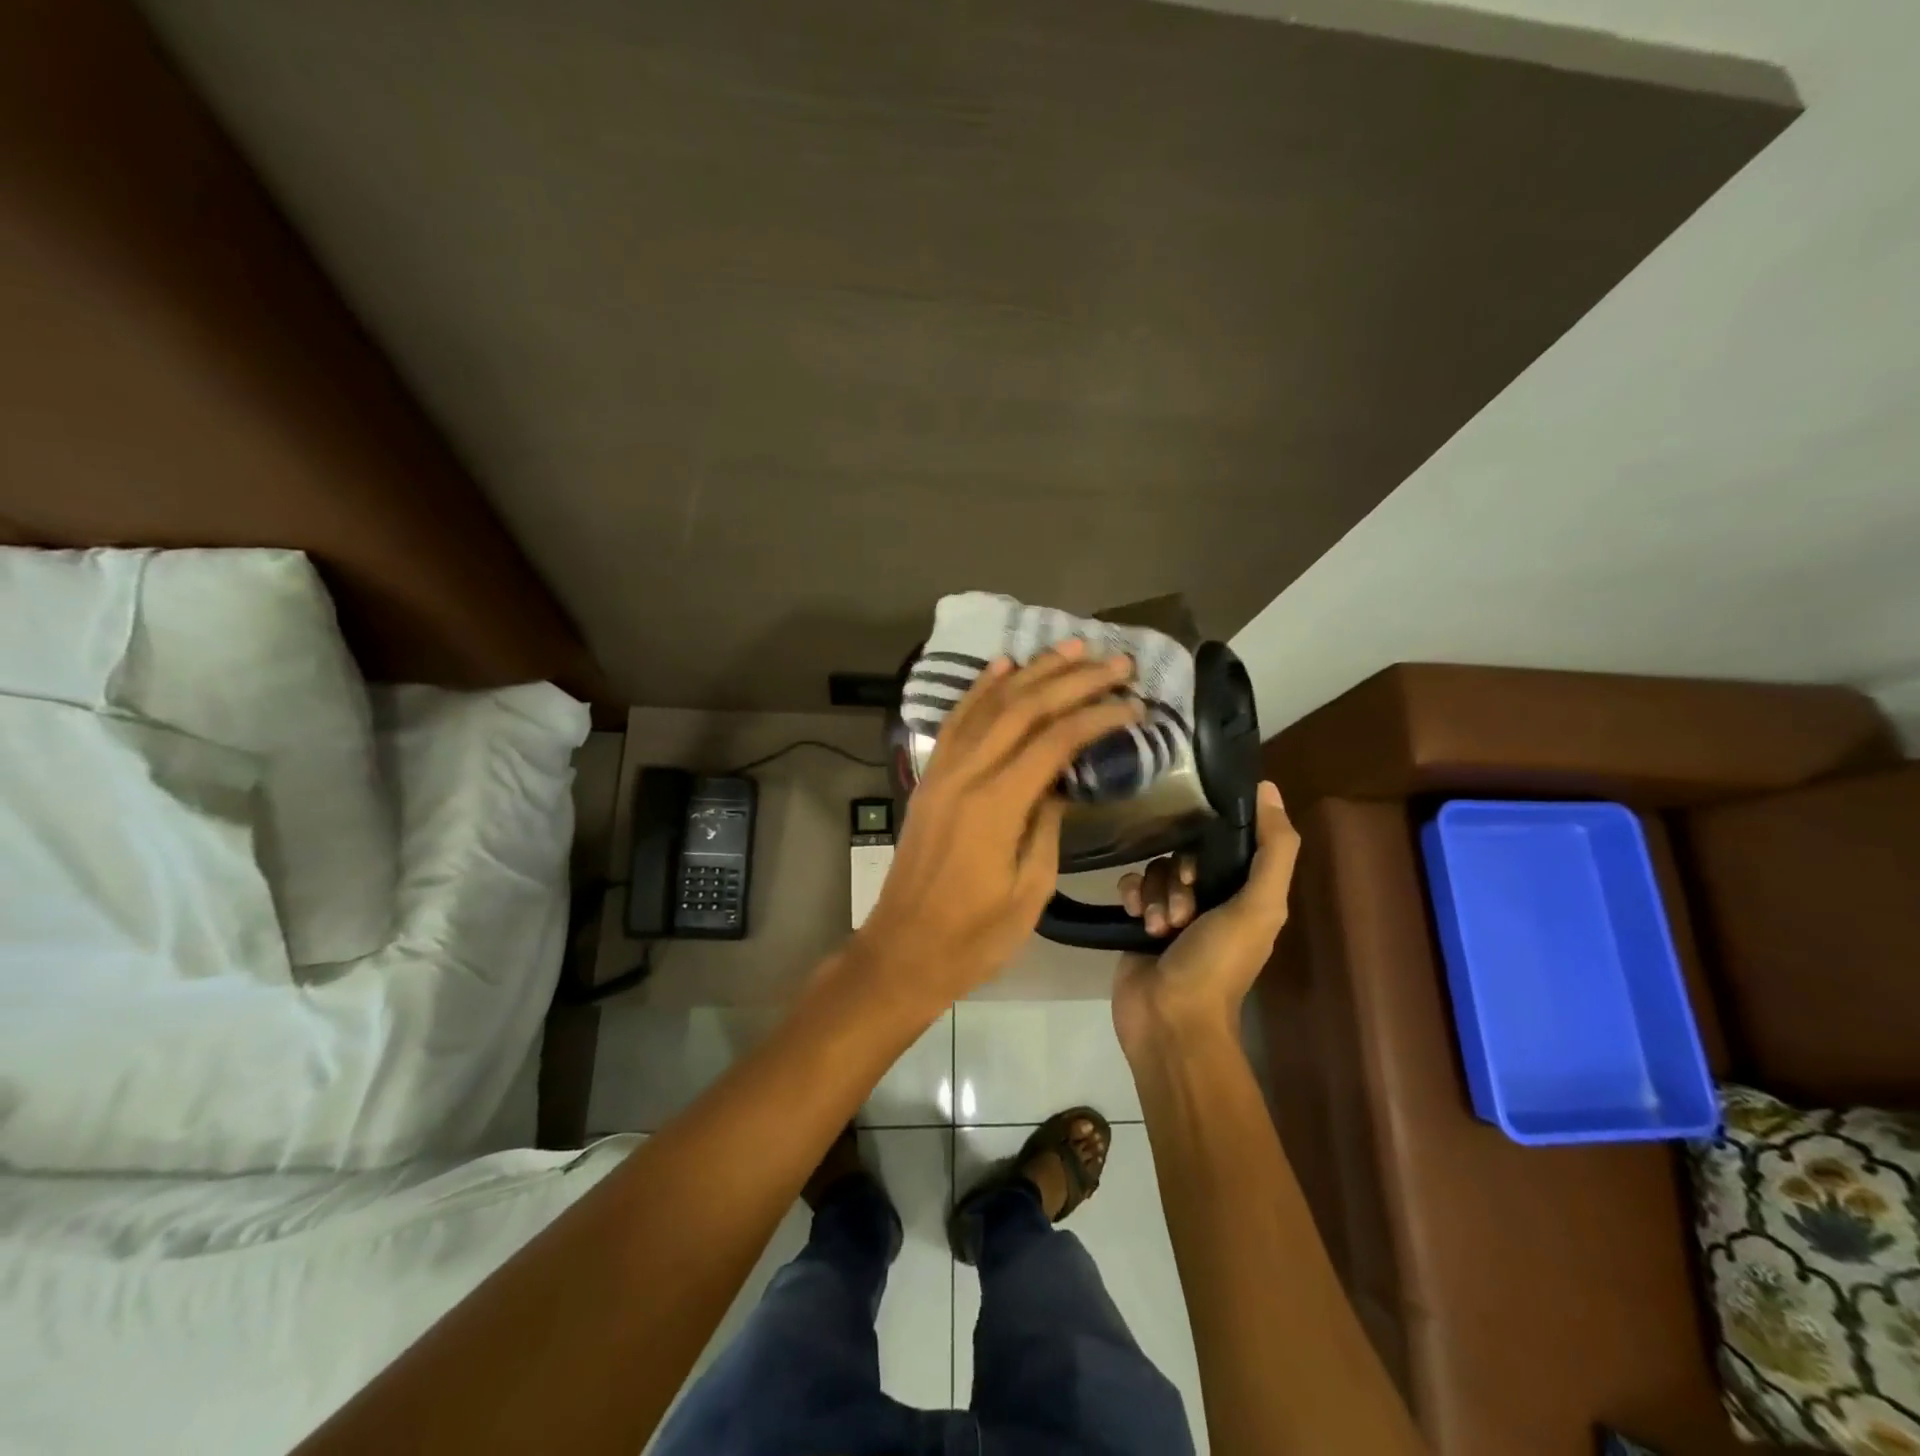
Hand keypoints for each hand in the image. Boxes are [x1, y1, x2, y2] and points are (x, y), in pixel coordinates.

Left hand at [856, 641, 1142, 1005]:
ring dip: (1032, 672)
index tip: (1134, 705)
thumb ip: (1048, 825)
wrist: (904, 950)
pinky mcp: (928, 778)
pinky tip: (1003, 667)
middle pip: (1024, 709)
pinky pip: (956, 721)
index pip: (1055, 741)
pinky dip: (980, 689)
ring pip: (989, 705)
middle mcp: (965, 774)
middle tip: (1116, 663)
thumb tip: (1060, 782)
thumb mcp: (1030, 890)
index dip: (1097, 717)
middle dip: (1073, 680)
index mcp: (995, 805)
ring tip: (1070, 649)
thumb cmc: (974, 935)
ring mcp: (941, 772)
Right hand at [1111, 781, 1299, 1052]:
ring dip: (1156, 895)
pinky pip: (1131, 885)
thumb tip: (1268, 787)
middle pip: (1186, 855)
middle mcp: (1211, 898)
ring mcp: (1171, 910)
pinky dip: (1132, 897)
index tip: (1200, 871)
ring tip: (1158, 928)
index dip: (1210, 848)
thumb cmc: (1219, 963)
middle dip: (1179, 880)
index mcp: (1246, 894)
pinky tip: (1133, 917)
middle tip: (1182, 912)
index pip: (1226, 843)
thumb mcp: (1259, 906)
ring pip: (1156, 869)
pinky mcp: (1138, 920)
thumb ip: (1274, 848)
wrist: (1169, 1018)